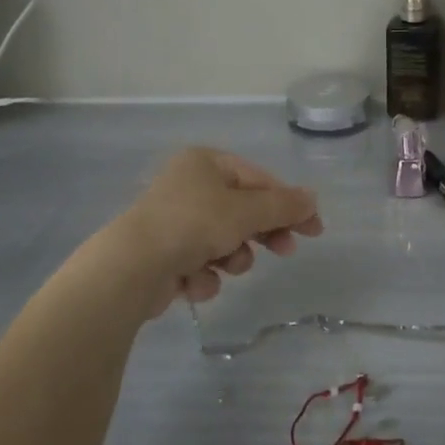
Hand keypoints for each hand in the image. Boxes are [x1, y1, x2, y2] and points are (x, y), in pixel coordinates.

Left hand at [110, 147, 323, 318]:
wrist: (132, 268)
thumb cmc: (194, 224)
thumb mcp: (247, 211)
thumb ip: (283, 206)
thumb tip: (312, 199)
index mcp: (205, 163)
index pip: (259, 179)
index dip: (288, 204)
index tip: (313, 229)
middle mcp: (189, 186)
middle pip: (242, 210)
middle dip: (260, 233)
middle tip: (284, 251)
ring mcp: (174, 221)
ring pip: (224, 241)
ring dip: (231, 257)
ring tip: (224, 265)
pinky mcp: (163, 255)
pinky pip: (199, 264)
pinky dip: (203, 275)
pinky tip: (193, 281)